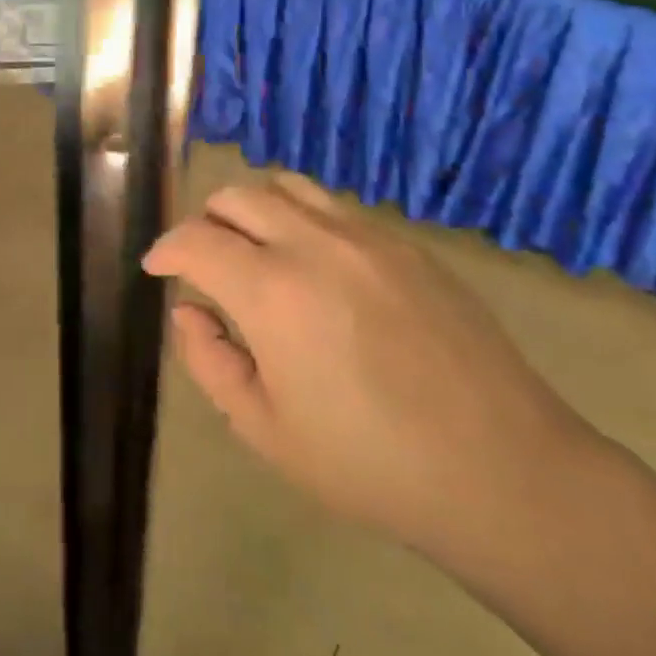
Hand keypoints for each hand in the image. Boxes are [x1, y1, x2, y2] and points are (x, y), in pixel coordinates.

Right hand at [143, 174, 593, 560]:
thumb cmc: (368, 463)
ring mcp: (367, 236)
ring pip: (290, 186)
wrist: (499, 469)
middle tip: (204, 262)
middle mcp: (314, 244)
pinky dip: (305, 220)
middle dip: (206, 222)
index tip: (156, 268)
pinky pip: (337, 209)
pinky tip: (318, 267)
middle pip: (238, 196)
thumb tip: (188, 310)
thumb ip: (210, 360)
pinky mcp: (408, 245)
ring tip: (256, 250)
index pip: (196, 240)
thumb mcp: (265, 429)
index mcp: (271, 291)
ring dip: (256, 208)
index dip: (165, 249)